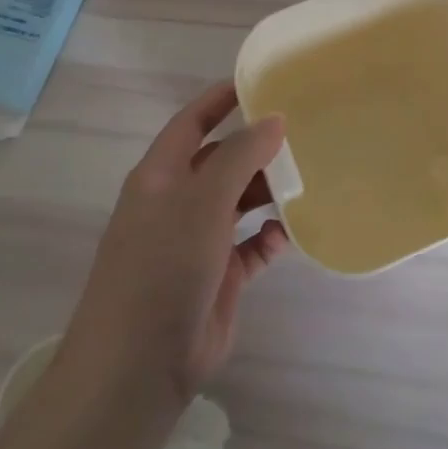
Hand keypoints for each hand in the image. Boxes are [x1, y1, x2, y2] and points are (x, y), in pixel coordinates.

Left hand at [63, 82, 290, 407]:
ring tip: (308, 181)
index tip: (261, 82)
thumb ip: (240, 156)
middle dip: (258, 149)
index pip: (192, 122)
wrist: (139, 365)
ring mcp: (197, 241)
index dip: (221, 99)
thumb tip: (274, 121)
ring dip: (269, 193)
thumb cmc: (163, 267)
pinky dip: (270, 237)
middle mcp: (178, 203)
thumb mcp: (202, 201)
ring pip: (240, 202)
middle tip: (304, 136)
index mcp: (161, 177)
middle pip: (223, 161)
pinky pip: (251, 245)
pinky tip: (290, 234)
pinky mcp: (218, 276)